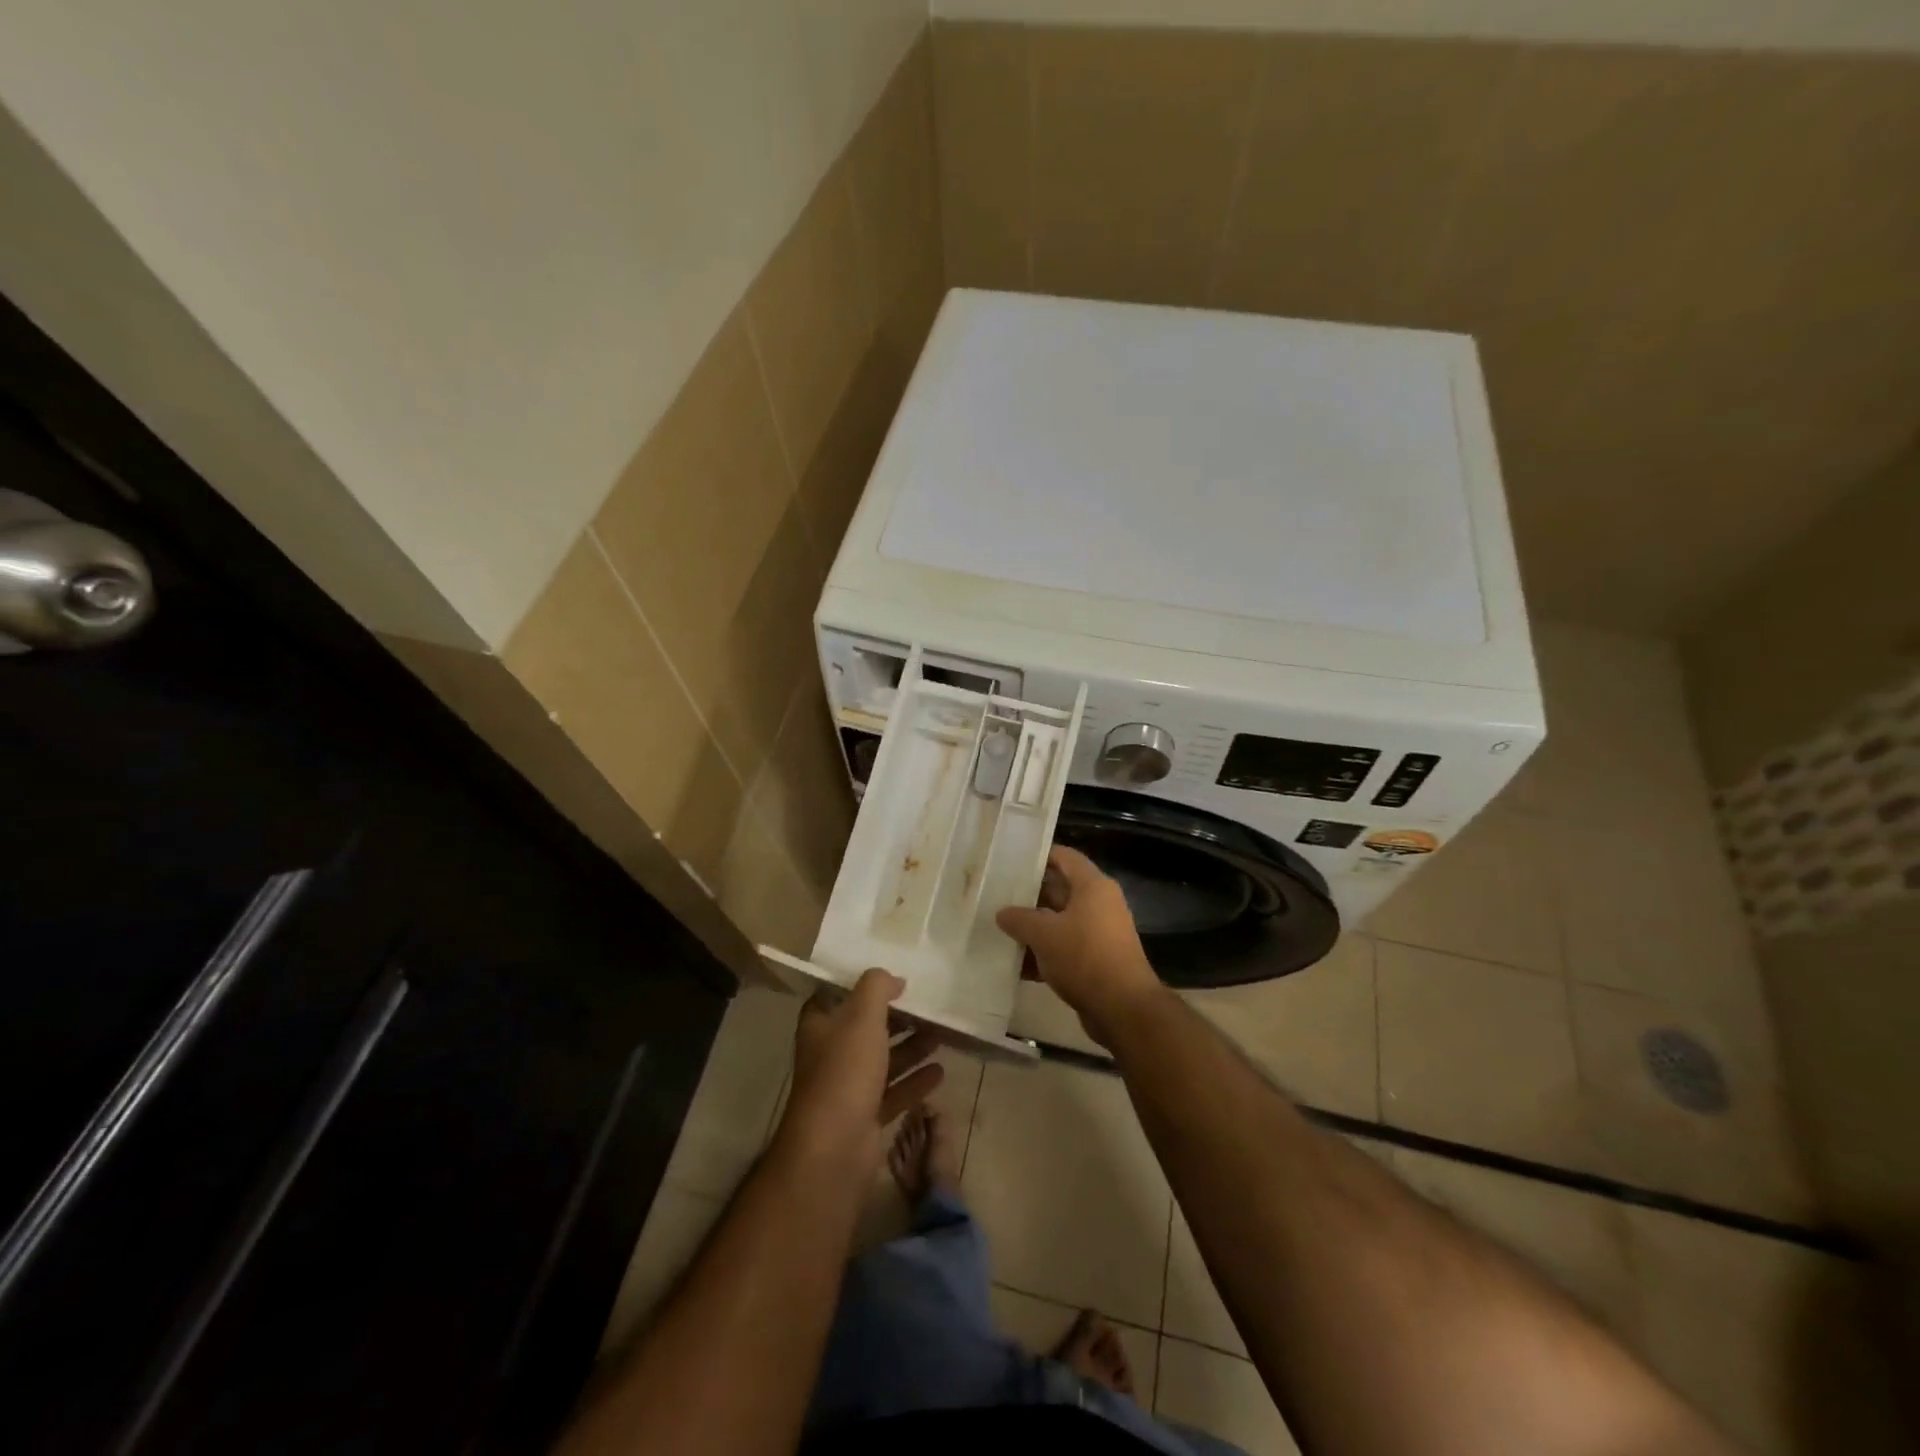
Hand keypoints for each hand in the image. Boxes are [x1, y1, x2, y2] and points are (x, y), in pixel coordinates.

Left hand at [777, 968, 943, 1169]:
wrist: (834, 1148)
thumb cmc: (844, 1071)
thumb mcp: (862, 1016)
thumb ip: (877, 987)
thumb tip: (893, 980)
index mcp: (820, 1026)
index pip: (835, 996)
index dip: (861, 986)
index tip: (891, 979)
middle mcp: (830, 1054)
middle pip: (865, 1029)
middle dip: (896, 1018)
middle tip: (926, 1006)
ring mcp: (847, 1088)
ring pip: (883, 1060)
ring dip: (910, 1048)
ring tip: (940, 1034)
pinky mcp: (865, 1116)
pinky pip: (894, 1092)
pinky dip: (915, 1081)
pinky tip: (940, 1072)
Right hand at [996, 846, 1164, 1044]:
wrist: (1123, 1009)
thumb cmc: (1085, 957)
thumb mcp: (1044, 935)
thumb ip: (1019, 919)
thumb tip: (1002, 913)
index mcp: (1093, 887)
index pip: (1064, 857)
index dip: (1039, 855)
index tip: (1011, 860)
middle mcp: (1099, 905)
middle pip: (1060, 890)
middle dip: (1029, 895)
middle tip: (997, 896)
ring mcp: (1098, 934)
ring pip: (1059, 922)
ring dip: (1033, 928)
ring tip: (999, 929)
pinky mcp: (1095, 961)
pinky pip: (1064, 949)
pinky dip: (1043, 954)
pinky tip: (1015, 965)